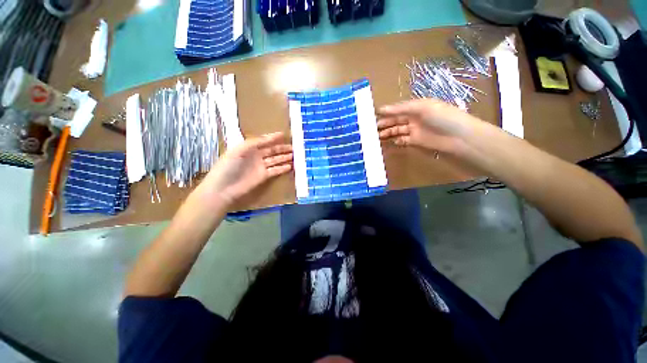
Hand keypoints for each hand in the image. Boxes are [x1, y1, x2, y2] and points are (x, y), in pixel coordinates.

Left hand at [199, 132, 292, 207]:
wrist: (223, 188)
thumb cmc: (228, 166)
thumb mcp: (239, 150)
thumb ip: (255, 142)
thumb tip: (270, 137)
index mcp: (249, 148)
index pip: (264, 141)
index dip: (273, 138)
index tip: (283, 135)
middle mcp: (256, 156)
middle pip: (272, 151)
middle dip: (282, 148)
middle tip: (294, 147)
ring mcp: (260, 167)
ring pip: (275, 160)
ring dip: (284, 158)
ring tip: (295, 155)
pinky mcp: (263, 176)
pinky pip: (275, 170)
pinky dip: (282, 168)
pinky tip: (290, 166)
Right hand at [377, 99, 478, 153]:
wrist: (458, 136)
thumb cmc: (441, 116)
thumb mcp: (421, 107)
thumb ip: (401, 108)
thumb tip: (381, 108)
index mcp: (415, 107)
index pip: (397, 109)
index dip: (386, 112)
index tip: (373, 115)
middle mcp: (413, 117)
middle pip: (395, 120)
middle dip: (384, 123)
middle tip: (372, 128)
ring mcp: (414, 130)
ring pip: (397, 130)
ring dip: (387, 132)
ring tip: (376, 136)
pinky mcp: (415, 141)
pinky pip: (402, 140)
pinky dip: (395, 141)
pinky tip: (389, 141)